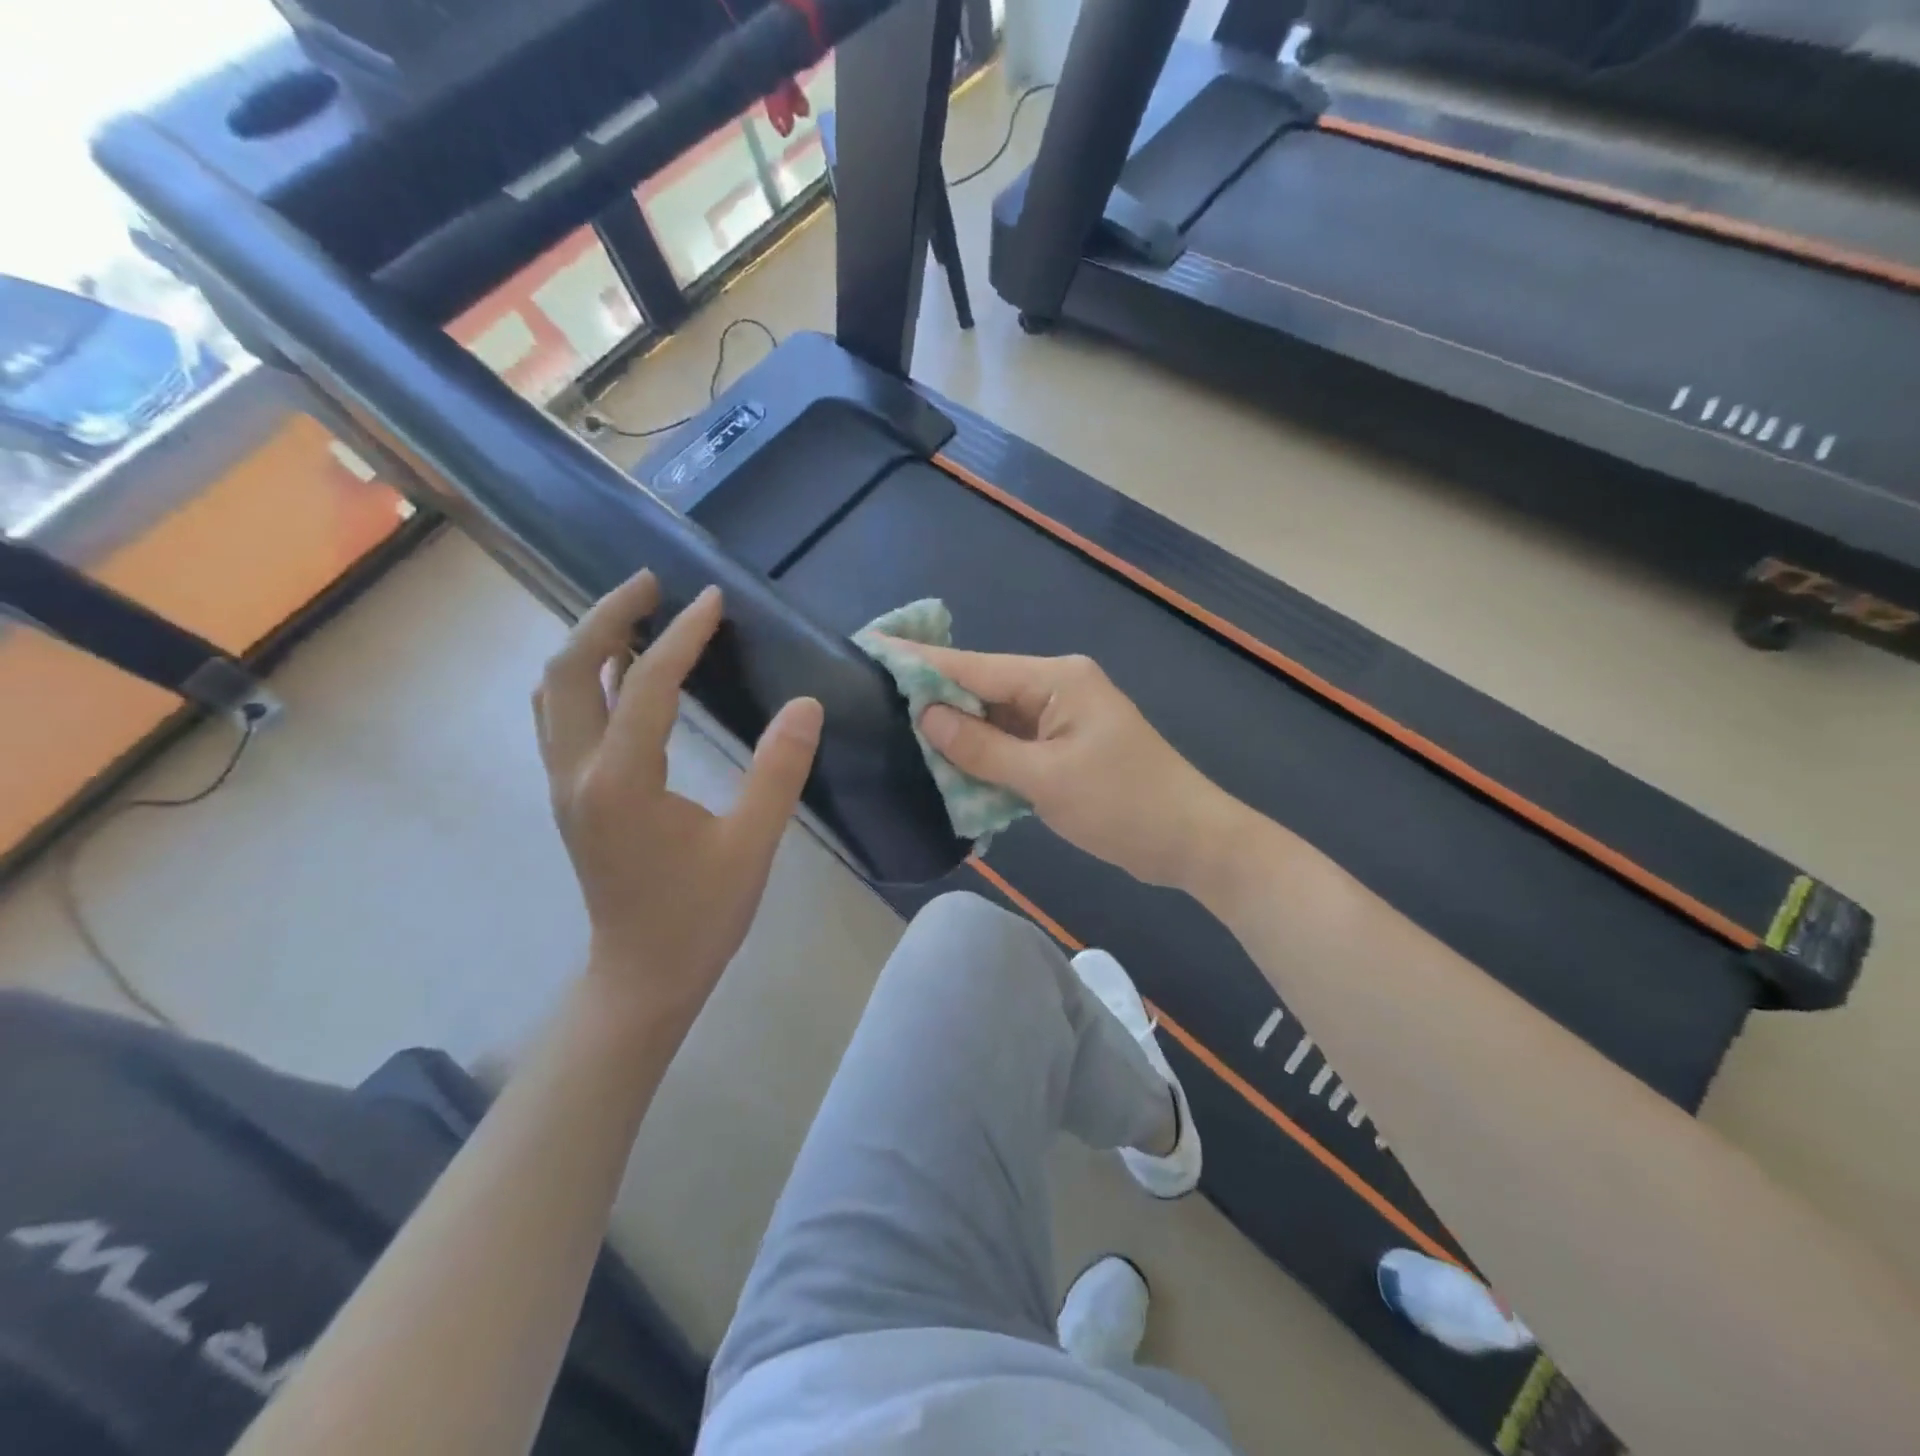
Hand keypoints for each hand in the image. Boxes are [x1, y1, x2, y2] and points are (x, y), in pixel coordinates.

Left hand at [534, 571, 821, 1030]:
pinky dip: (586, 678)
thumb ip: (778, 771)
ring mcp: (564, 784)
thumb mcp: (752, 846)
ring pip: (555, 692)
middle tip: (651, 583)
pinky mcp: (570, 795)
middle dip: (607, 616)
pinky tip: (621, 672)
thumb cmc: (699, 916)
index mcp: (621, 782)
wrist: (642, 977)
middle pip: (569, 671)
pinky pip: (563, 716)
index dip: (682, 637)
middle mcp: (576, 773)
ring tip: (634, 614)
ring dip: (589, 643)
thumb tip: (806, 705)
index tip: (713, 600)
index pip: (647, 687)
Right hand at [904, 646, 1248, 891]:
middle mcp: (1057, 687)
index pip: (974, 666)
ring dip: (960, 735)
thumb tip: (926, 715)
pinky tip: (951, 767)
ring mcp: (1062, 718)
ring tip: (902, 737)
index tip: (872, 650)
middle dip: (936, 701)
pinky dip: (986, 757)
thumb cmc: (1124, 804)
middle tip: (876, 704)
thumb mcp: (1046, 779)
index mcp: (1056, 679)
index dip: (921, 662)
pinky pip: (1013, 744)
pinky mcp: (1065, 747)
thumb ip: (982, 748)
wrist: (1191, 841)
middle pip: (983, 689)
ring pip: (996, 719)